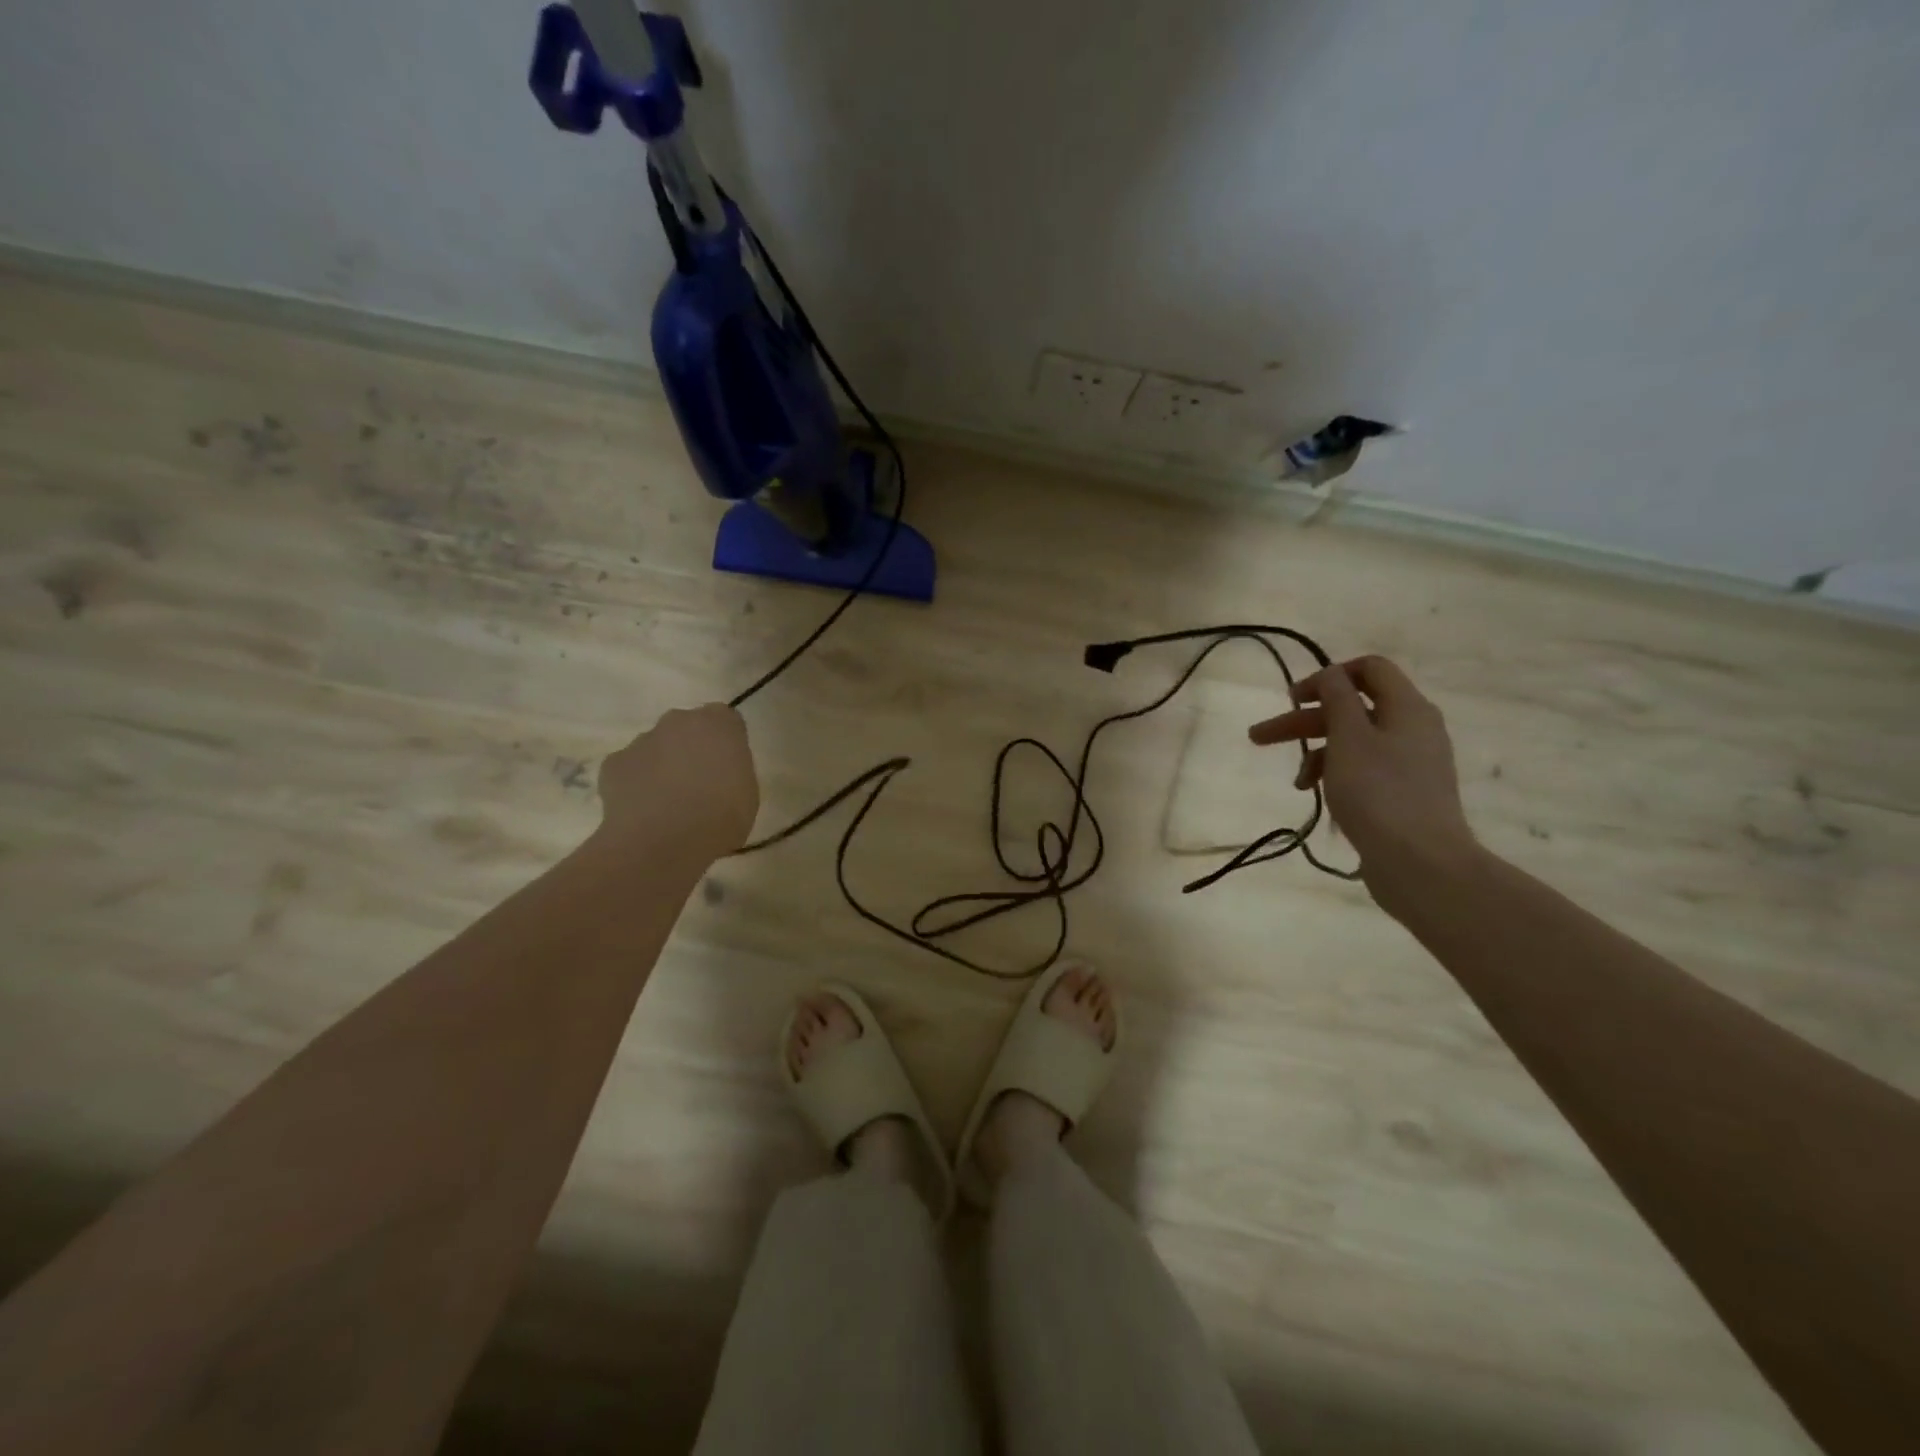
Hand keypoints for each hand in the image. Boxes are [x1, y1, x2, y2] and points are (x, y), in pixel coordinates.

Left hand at [597, 704, 759, 857]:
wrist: (664, 842)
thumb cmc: (720, 817)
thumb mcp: (747, 794)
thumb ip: (733, 771)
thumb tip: (720, 773)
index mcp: (719, 724)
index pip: (725, 720)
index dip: (725, 742)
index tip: (727, 767)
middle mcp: (679, 721)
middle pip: (686, 727)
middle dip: (691, 748)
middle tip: (698, 784)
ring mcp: (642, 740)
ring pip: (655, 747)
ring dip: (662, 766)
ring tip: (667, 804)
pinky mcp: (613, 763)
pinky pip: (629, 769)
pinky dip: (635, 784)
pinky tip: (642, 811)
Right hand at [1248, 656, 1478, 905]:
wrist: (1421, 863)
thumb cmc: (1379, 792)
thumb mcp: (1349, 737)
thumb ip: (1337, 698)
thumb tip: (1330, 674)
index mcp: (1407, 707)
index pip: (1370, 669)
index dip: (1328, 676)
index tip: (1294, 698)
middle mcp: (1413, 729)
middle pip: (1352, 708)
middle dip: (1304, 720)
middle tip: (1260, 736)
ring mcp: (1410, 763)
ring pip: (1354, 742)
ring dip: (1317, 752)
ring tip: (1295, 781)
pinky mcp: (1403, 793)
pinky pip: (1364, 770)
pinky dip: (1336, 775)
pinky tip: (1317, 796)